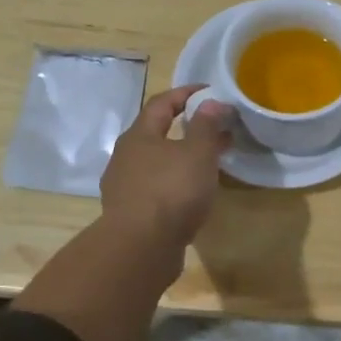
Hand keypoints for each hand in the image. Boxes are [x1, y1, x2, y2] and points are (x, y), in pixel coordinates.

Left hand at [100, 85, 231, 249]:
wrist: (141, 248)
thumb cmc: (171, 191)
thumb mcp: (197, 153)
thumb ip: (205, 126)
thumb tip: (210, 102)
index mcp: (139, 136)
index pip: (161, 103)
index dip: (185, 93)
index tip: (209, 92)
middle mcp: (125, 157)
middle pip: (156, 133)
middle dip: (187, 128)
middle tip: (216, 129)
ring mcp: (124, 187)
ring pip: (156, 163)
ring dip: (181, 158)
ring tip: (208, 164)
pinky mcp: (129, 214)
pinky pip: (155, 188)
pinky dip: (175, 183)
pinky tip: (191, 195)